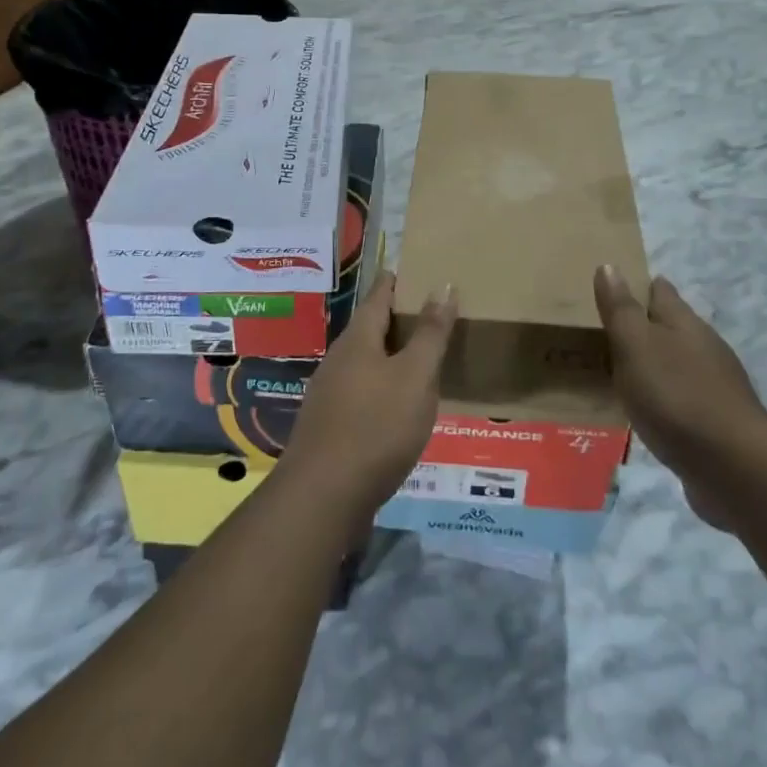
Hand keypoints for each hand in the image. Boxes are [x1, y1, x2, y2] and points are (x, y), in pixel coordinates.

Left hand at [282, 275, 457, 526]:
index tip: (413, 270)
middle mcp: (338, 360)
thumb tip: (443, 285)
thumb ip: (431, 333)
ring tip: (420, 358)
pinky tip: (397, 405)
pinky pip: (361, 391)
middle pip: (369, 328)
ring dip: (390, 355)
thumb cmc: (377, 427)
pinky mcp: (329, 426)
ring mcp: (329, 394)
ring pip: (365, 362)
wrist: (324, 497)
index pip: (378, 296)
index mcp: (358, 340)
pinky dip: (382, 386)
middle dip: (396, 319)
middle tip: (429, 313)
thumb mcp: (415, 377)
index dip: (396, 282)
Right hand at [594, 266, 766, 529]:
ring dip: (652, 363)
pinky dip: (662, 398)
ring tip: (619, 372)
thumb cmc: (676, 396)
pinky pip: (681, 398)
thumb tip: (609, 265)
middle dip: (643, 325)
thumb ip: (621, 309)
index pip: (660, 291)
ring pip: (676, 362)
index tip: (613, 287)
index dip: (638, 285)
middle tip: (605, 331)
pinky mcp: (717, 421)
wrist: (734, 467)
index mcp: (683, 322)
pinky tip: (647, 412)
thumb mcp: (636, 346)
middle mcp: (703, 346)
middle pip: (670, 326)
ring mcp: (715, 385)